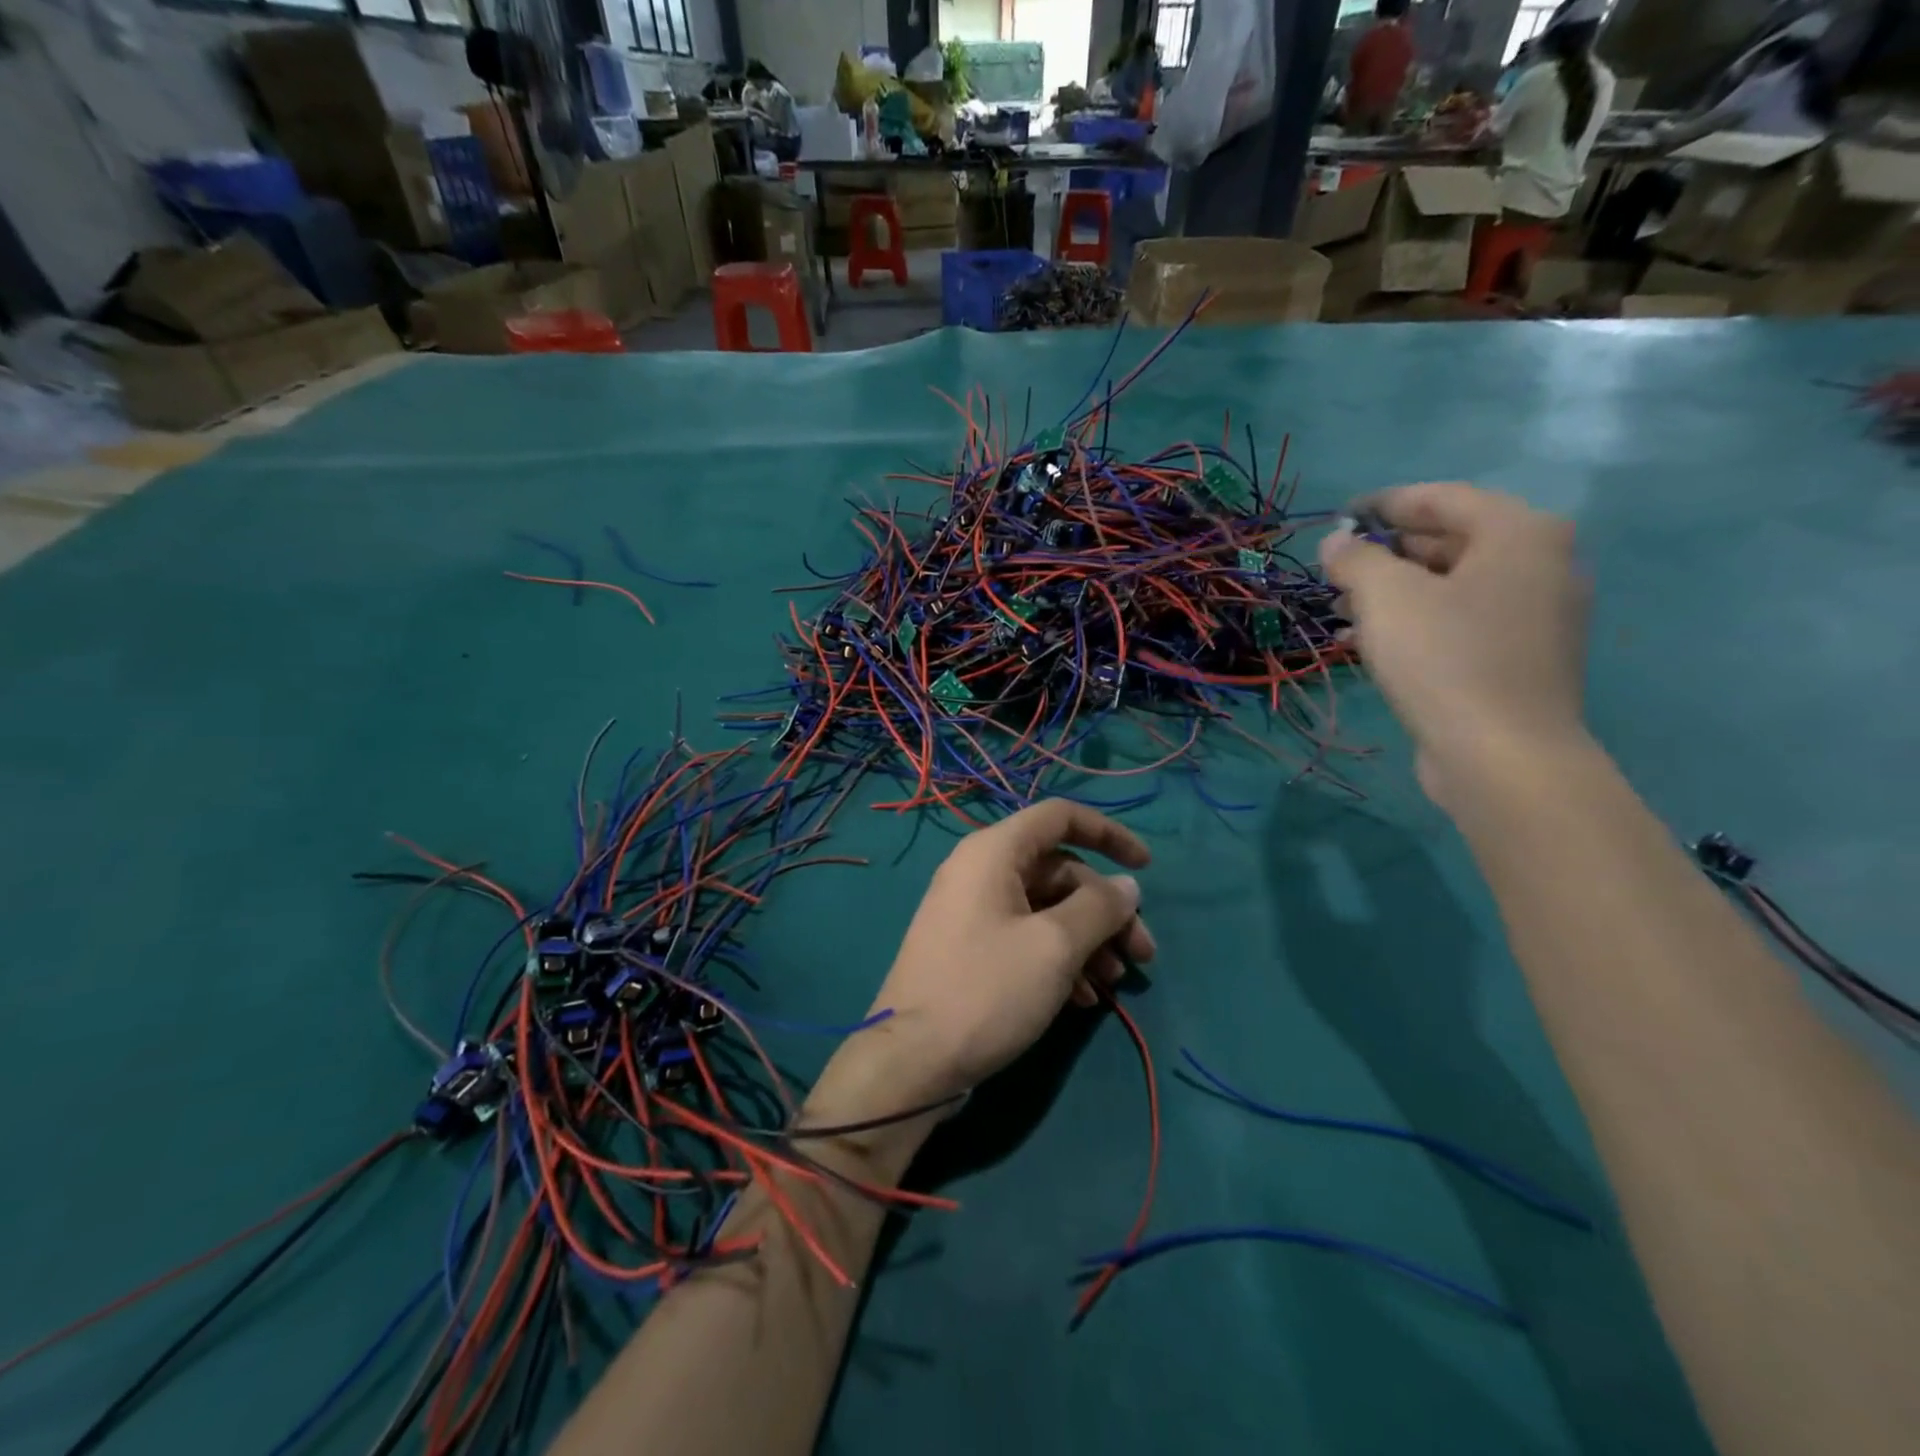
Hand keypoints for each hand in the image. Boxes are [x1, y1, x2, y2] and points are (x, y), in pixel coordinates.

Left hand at [808, 801, 1154, 1121]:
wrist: (913, 1060)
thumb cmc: (987, 990)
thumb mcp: (1054, 946)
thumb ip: (1099, 908)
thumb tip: (1127, 885)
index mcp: (993, 852)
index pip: (1059, 817)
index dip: (1108, 834)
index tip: (1146, 866)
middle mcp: (980, 871)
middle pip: (1059, 870)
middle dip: (1105, 909)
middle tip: (1141, 955)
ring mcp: (972, 911)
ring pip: (1046, 908)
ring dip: (1087, 939)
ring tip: (1113, 984)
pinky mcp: (970, 948)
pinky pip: (1025, 936)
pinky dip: (1058, 959)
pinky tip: (1082, 1000)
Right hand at [1320, 483, 1591, 804]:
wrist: (1501, 754)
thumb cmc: (1445, 659)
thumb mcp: (1386, 597)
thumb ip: (1356, 558)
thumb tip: (1337, 542)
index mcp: (1520, 533)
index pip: (1442, 498)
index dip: (1384, 504)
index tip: (1338, 516)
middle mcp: (1540, 564)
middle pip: (1450, 540)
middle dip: (1386, 551)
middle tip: (1335, 566)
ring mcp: (1535, 614)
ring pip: (1451, 585)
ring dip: (1394, 590)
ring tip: (1340, 606)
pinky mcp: (1520, 657)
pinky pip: (1460, 621)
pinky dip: (1416, 621)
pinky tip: (1369, 641)